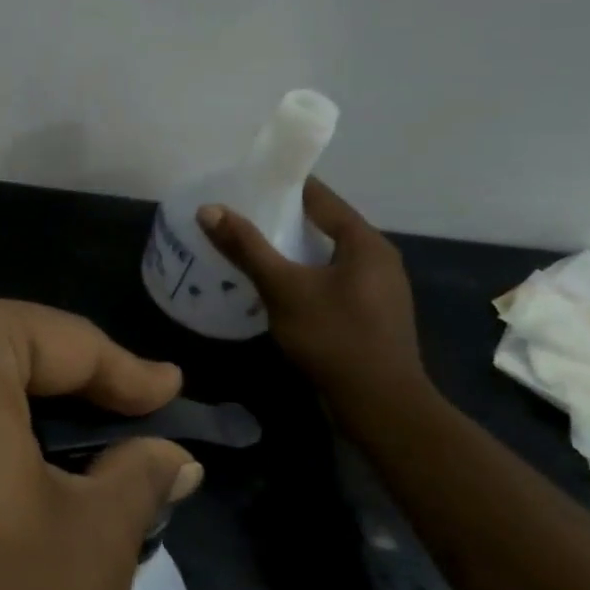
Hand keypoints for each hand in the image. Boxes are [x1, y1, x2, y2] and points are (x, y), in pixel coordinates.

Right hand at [196, 180, 427, 420]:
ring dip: (292, 251)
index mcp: (365, 242)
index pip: (321, 198)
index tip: (247, 184)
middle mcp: (378, 259)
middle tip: (239, 218)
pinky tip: (276, 288)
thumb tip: (209, 208)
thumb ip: (246, 247)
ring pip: (327, 256)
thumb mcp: (282, 288)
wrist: (380, 405)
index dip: (283, 187)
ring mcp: (378, 289)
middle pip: (324, 226)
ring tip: (249, 250)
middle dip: (282, 221)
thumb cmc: (333, 337)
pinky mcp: (371, 315)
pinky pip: (331, 281)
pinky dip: (303, 276)